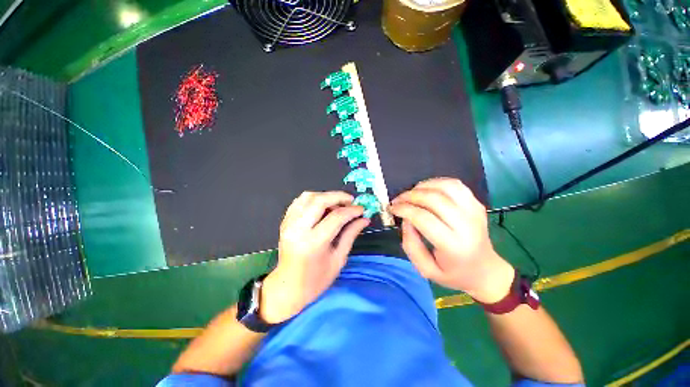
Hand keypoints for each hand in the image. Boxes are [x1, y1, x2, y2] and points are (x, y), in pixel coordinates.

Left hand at [261, 191, 369, 323]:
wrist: (288, 287)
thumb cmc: (316, 280)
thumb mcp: (338, 259)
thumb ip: (351, 235)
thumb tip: (364, 219)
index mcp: (313, 243)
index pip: (336, 217)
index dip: (352, 211)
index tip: (362, 210)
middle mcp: (298, 229)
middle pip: (320, 200)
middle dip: (339, 196)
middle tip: (351, 201)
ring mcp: (289, 223)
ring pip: (308, 196)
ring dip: (326, 196)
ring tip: (338, 204)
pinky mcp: (285, 222)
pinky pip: (299, 201)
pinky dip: (313, 199)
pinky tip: (323, 206)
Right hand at [389, 178, 513, 302]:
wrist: (485, 270)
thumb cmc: (453, 273)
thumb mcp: (425, 270)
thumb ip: (411, 245)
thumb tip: (406, 219)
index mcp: (454, 246)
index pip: (423, 218)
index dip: (404, 209)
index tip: (392, 208)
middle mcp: (467, 225)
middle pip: (434, 199)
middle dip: (409, 196)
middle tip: (397, 200)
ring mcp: (474, 211)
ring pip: (446, 187)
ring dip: (423, 186)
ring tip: (410, 194)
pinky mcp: (477, 204)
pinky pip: (455, 185)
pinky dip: (436, 182)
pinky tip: (426, 190)